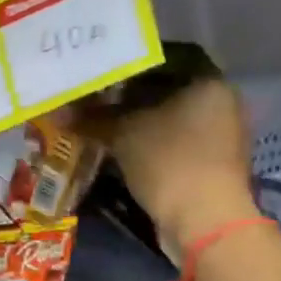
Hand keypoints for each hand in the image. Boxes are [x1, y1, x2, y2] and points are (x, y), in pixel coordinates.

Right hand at [78, 75, 254, 242]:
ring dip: (141, 121)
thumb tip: (58, 111)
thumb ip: (92, 117)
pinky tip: (123, 147)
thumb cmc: (168, 161)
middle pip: (170, 90)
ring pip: (172, 118)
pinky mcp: (212, 164)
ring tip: (104, 123)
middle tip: (97, 98)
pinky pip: (176, 142)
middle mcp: (222, 103)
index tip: (105, 71)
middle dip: (133, 95)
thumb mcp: (123, 133)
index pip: (168, 58)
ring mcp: (221, 136)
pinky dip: (151, 142)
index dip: (133, 63)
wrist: (204, 221)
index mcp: (210, 82)